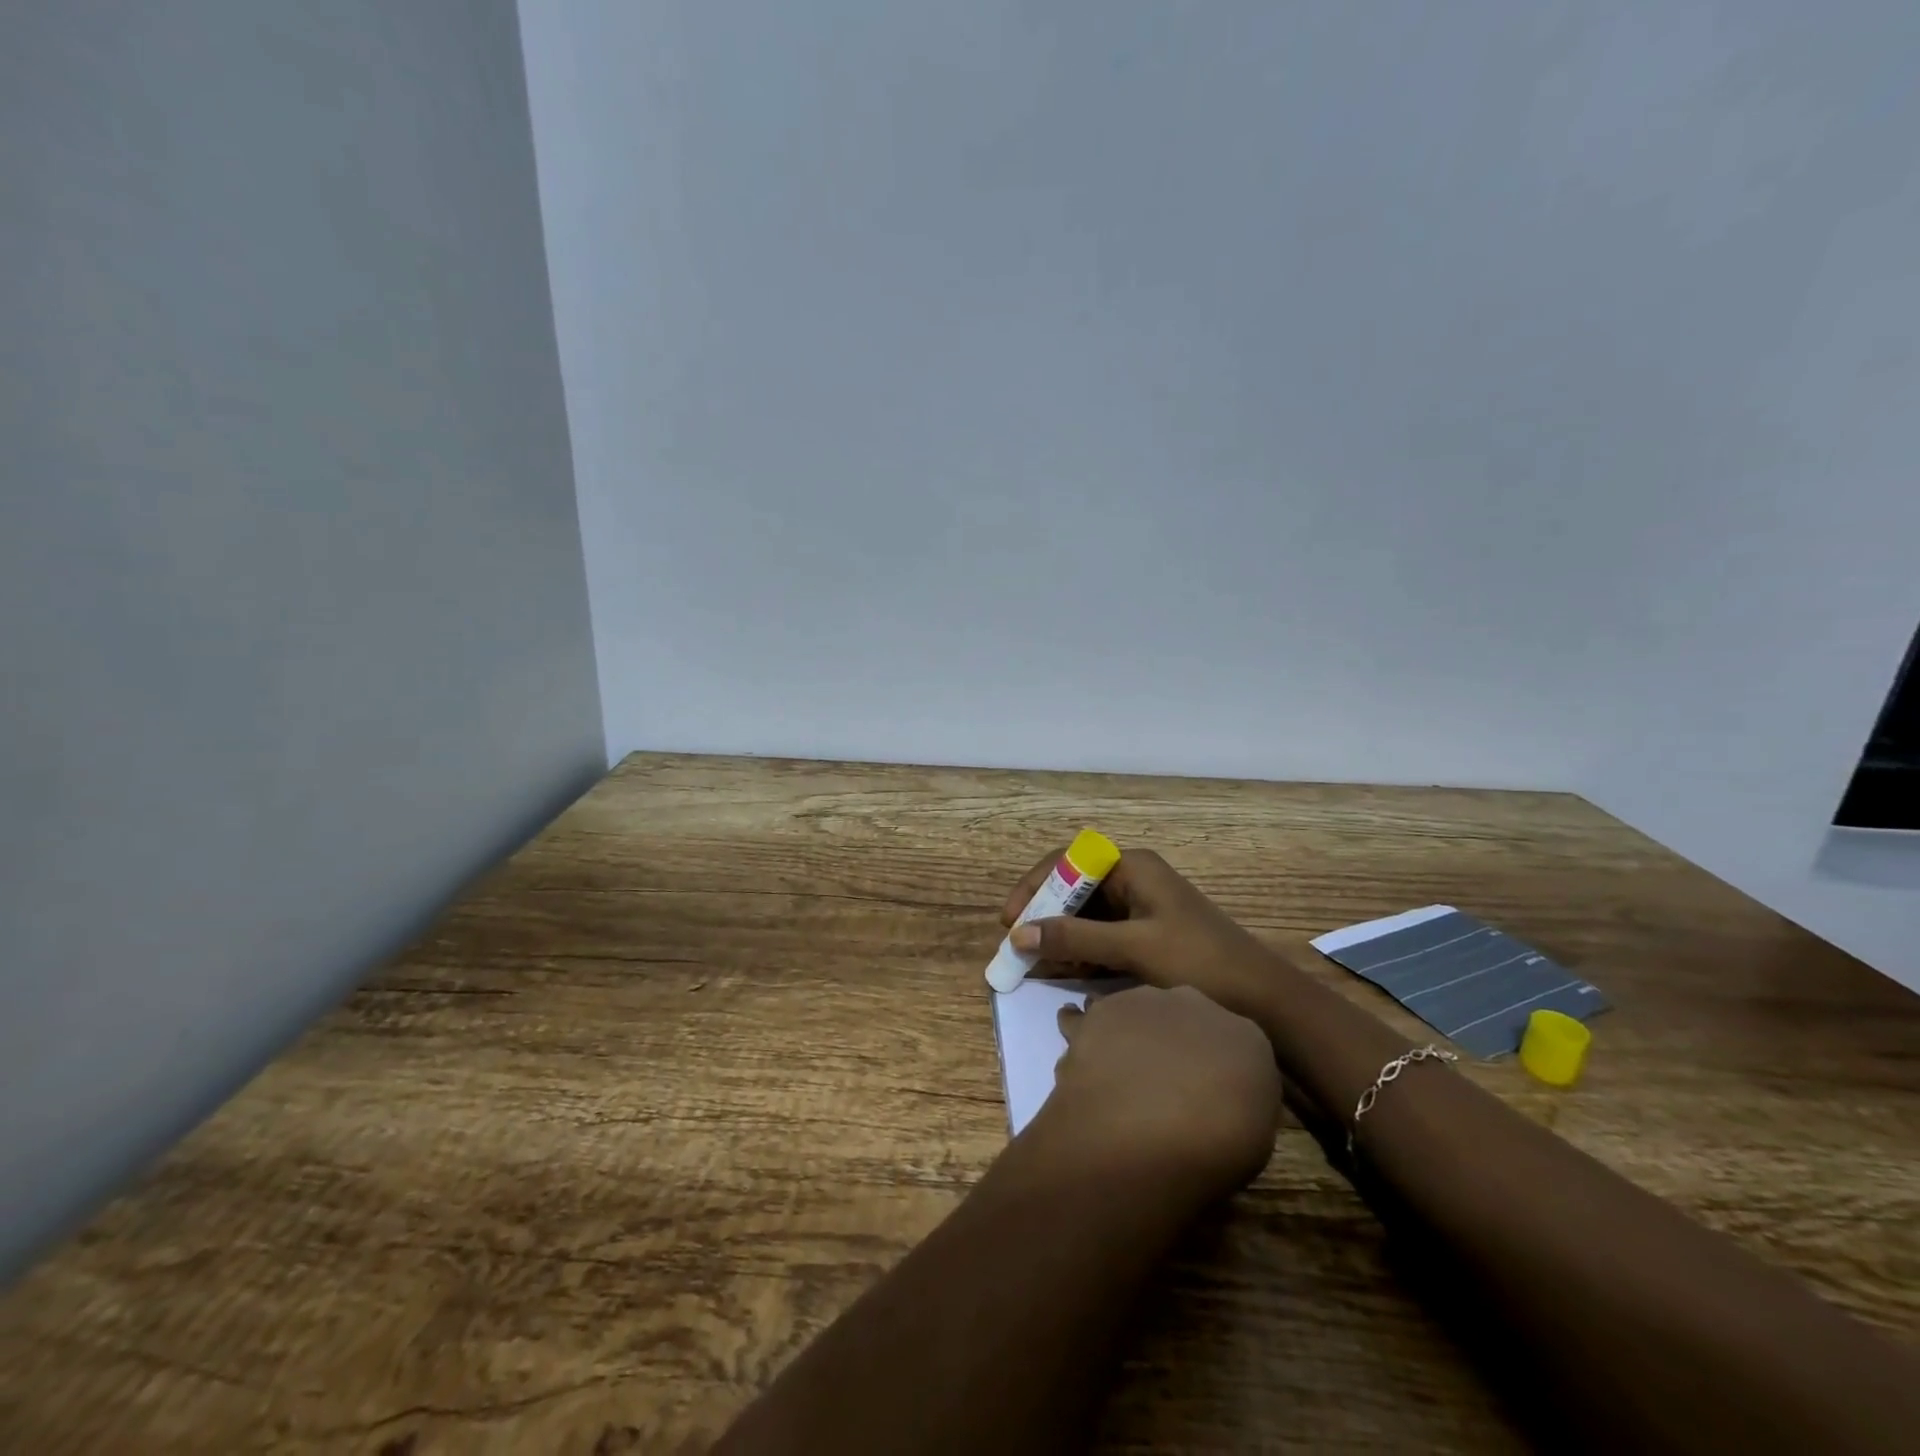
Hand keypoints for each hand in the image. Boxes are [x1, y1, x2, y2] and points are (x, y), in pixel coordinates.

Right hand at [1002, 848, 1280, 1020]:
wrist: (1264, 1000)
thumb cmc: (1199, 961)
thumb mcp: (1133, 947)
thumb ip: (1075, 938)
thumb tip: (1018, 934)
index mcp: (1132, 866)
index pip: (1068, 862)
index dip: (1034, 886)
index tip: (1010, 920)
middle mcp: (1134, 880)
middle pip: (1074, 889)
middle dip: (1043, 915)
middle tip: (1016, 946)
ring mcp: (1141, 909)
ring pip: (1085, 916)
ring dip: (1059, 937)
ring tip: (1033, 965)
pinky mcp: (1146, 936)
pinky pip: (1101, 937)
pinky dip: (1080, 952)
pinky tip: (1061, 972)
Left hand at [1033, 985, 1282, 1200]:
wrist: (1152, 1128)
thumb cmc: (1216, 1148)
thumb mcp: (1254, 1137)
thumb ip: (1236, 1102)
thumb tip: (1215, 1098)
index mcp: (1246, 1036)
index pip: (1234, 1042)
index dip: (1216, 1065)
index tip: (1206, 1090)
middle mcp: (1197, 1004)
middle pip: (1184, 1017)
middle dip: (1173, 1040)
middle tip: (1160, 1078)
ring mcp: (1146, 1001)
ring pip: (1135, 1011)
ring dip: (1127, 1031)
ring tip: (1115, 1063)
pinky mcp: (1102, 1010)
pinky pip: (1085, 1017)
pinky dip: (1080, 1028)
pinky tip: (1076, 1044)